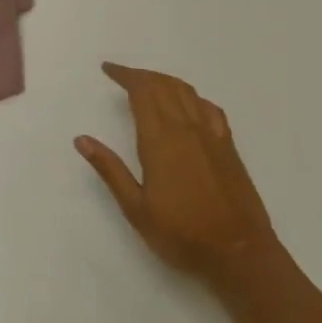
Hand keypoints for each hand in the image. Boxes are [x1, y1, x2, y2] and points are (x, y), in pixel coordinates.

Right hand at [77, 63, 279, 290]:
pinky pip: (209, 108)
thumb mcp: (135, 208)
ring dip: (165, 81)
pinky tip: (188, 105)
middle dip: (141, 75)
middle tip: (122, 76)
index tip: (108, 69)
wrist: (240, 253)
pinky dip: (192, 97)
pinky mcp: (229, 147)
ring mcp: (212, 136)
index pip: (142, 92)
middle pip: (163, 86)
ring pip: (187, 92)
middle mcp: (186, 129)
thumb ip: (110, 169)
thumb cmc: (181, 234)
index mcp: (160, 140)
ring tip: (148, 84)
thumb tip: (82, 139)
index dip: (125, 75)